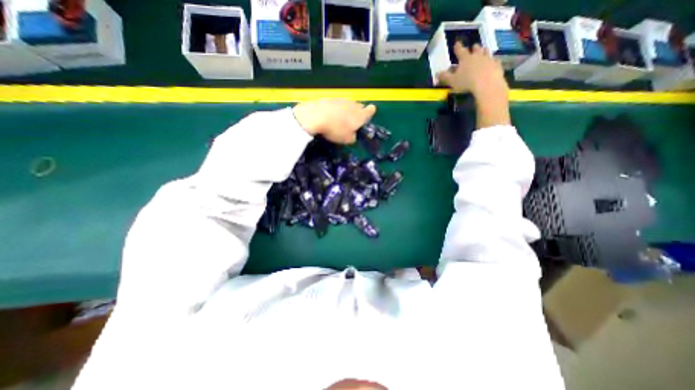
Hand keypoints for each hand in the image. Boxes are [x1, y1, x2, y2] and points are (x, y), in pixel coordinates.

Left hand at [294, 99, 377, 144]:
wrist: (316, 116)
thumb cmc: (336, 130)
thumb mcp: (347, 140)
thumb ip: (353, 137)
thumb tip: (352, 135)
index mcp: (360, 115)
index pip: (370, 111)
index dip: (370, 112)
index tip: (369, 113)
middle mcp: (353, 105)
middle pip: (359, 106)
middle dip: (358, 112)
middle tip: (353, 120)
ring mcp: (341, 100)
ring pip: (347, 104)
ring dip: (346, 110)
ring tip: (341, 119)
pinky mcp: (330, 98)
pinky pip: (336, 104)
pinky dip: (335, 109)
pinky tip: (330, 116)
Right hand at [436, 43, 508, 96]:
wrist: (487, 84)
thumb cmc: (466, 82)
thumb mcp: (452, 81)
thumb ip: (445, 77)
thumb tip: (437, 73)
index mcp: (465, 59)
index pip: (460, 50)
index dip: (457, 47)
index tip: (456, 43)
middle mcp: (477, 56)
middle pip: (476, 49)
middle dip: (473, 48)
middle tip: (473, 47)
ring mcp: (488, 59)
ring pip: (486, 51)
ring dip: (483, 51)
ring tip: (483, 51)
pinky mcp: (496, 65)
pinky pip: (495, 60)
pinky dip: (492, 61)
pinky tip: (492, 63)